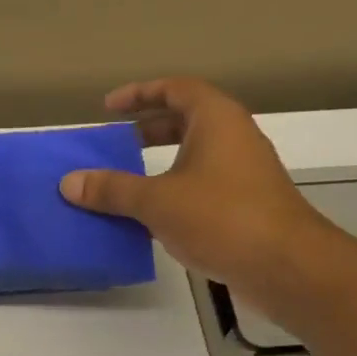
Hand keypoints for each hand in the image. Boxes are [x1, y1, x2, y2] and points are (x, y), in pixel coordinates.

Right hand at [59, 78, 325, 308]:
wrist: (286, 266)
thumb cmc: (221, 217)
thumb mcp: (157, 201)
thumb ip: (112, 189)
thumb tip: (70, 182)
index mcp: (216, 120)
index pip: (176, 89)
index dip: (140, 93)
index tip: (108, 108)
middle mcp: (233, 138)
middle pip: (186, 120)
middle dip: (148, 129)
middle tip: (116, 143)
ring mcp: (243, 173)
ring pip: (194, 157)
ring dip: (159, 165)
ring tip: (125, 183)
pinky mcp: (245, 206)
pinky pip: (201, 187)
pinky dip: (173, 192)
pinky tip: (150, 218)